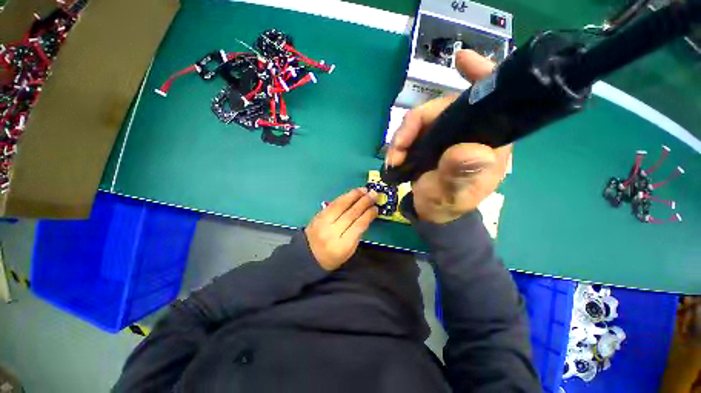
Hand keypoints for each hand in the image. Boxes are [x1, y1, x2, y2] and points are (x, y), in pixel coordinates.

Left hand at [305, 188, 378, 270]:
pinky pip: (333, 204)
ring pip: (341, 206)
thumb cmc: (333, 256)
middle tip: (373, 194)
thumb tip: (366, 215)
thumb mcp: (349, 250)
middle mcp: (331, 232)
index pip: (358, 226)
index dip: (368, 215)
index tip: (376, 208)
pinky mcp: (318, 216)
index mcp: (342, 245)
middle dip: (364, 202)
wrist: (308, 255)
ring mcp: (322, 223)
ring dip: (354, 196)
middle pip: (350, 214)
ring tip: (364, 190)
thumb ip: (357, 233)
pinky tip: (351, 193)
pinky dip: (344, 197)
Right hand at [386, 49, 511, 223]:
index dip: (479, 76)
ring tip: (393, 158)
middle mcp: (467, 132)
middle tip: (399, 146)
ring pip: (421, 120)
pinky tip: (393, 157)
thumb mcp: (455, 194)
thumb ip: (460, 175)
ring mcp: (445, 135)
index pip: (491, 101)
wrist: (431, 212)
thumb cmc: (448, 204)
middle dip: (415, 124)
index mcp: (487, 141)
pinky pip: (411, 132)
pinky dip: (399, 143)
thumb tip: (472, 151)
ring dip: (402, 137)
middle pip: (441, 109)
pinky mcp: (428, 141)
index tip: (461, 60)